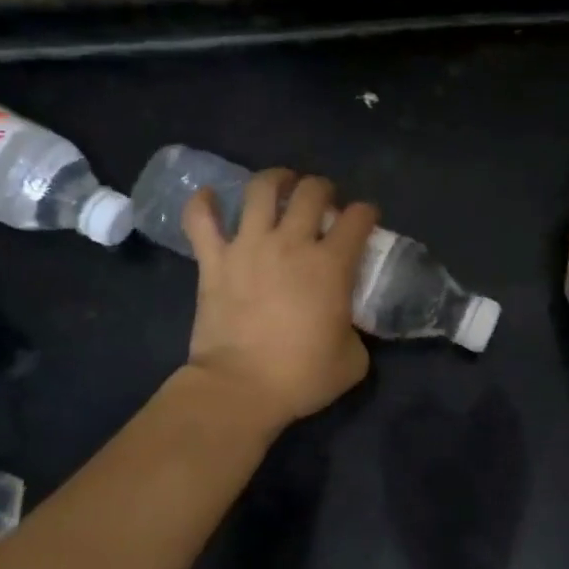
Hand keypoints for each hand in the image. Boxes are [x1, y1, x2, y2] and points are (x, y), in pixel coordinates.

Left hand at [182, 168, 376, 428]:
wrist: (240, 388)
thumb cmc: (302, 376)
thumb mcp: (353, 359)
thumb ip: (355, 330)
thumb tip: (346, 323)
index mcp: (331, 264)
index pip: (358, 218)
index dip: (367, 212)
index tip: (366, 219)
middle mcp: (292, 243)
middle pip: (311, 191)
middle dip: (323, 188)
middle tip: (323, 200)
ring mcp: (249, 247)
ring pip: (261, 190)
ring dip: (275, 179)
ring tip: (280, 183)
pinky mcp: (214, 261)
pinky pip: (201, 221)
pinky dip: (204, 204)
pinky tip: (210, 196)